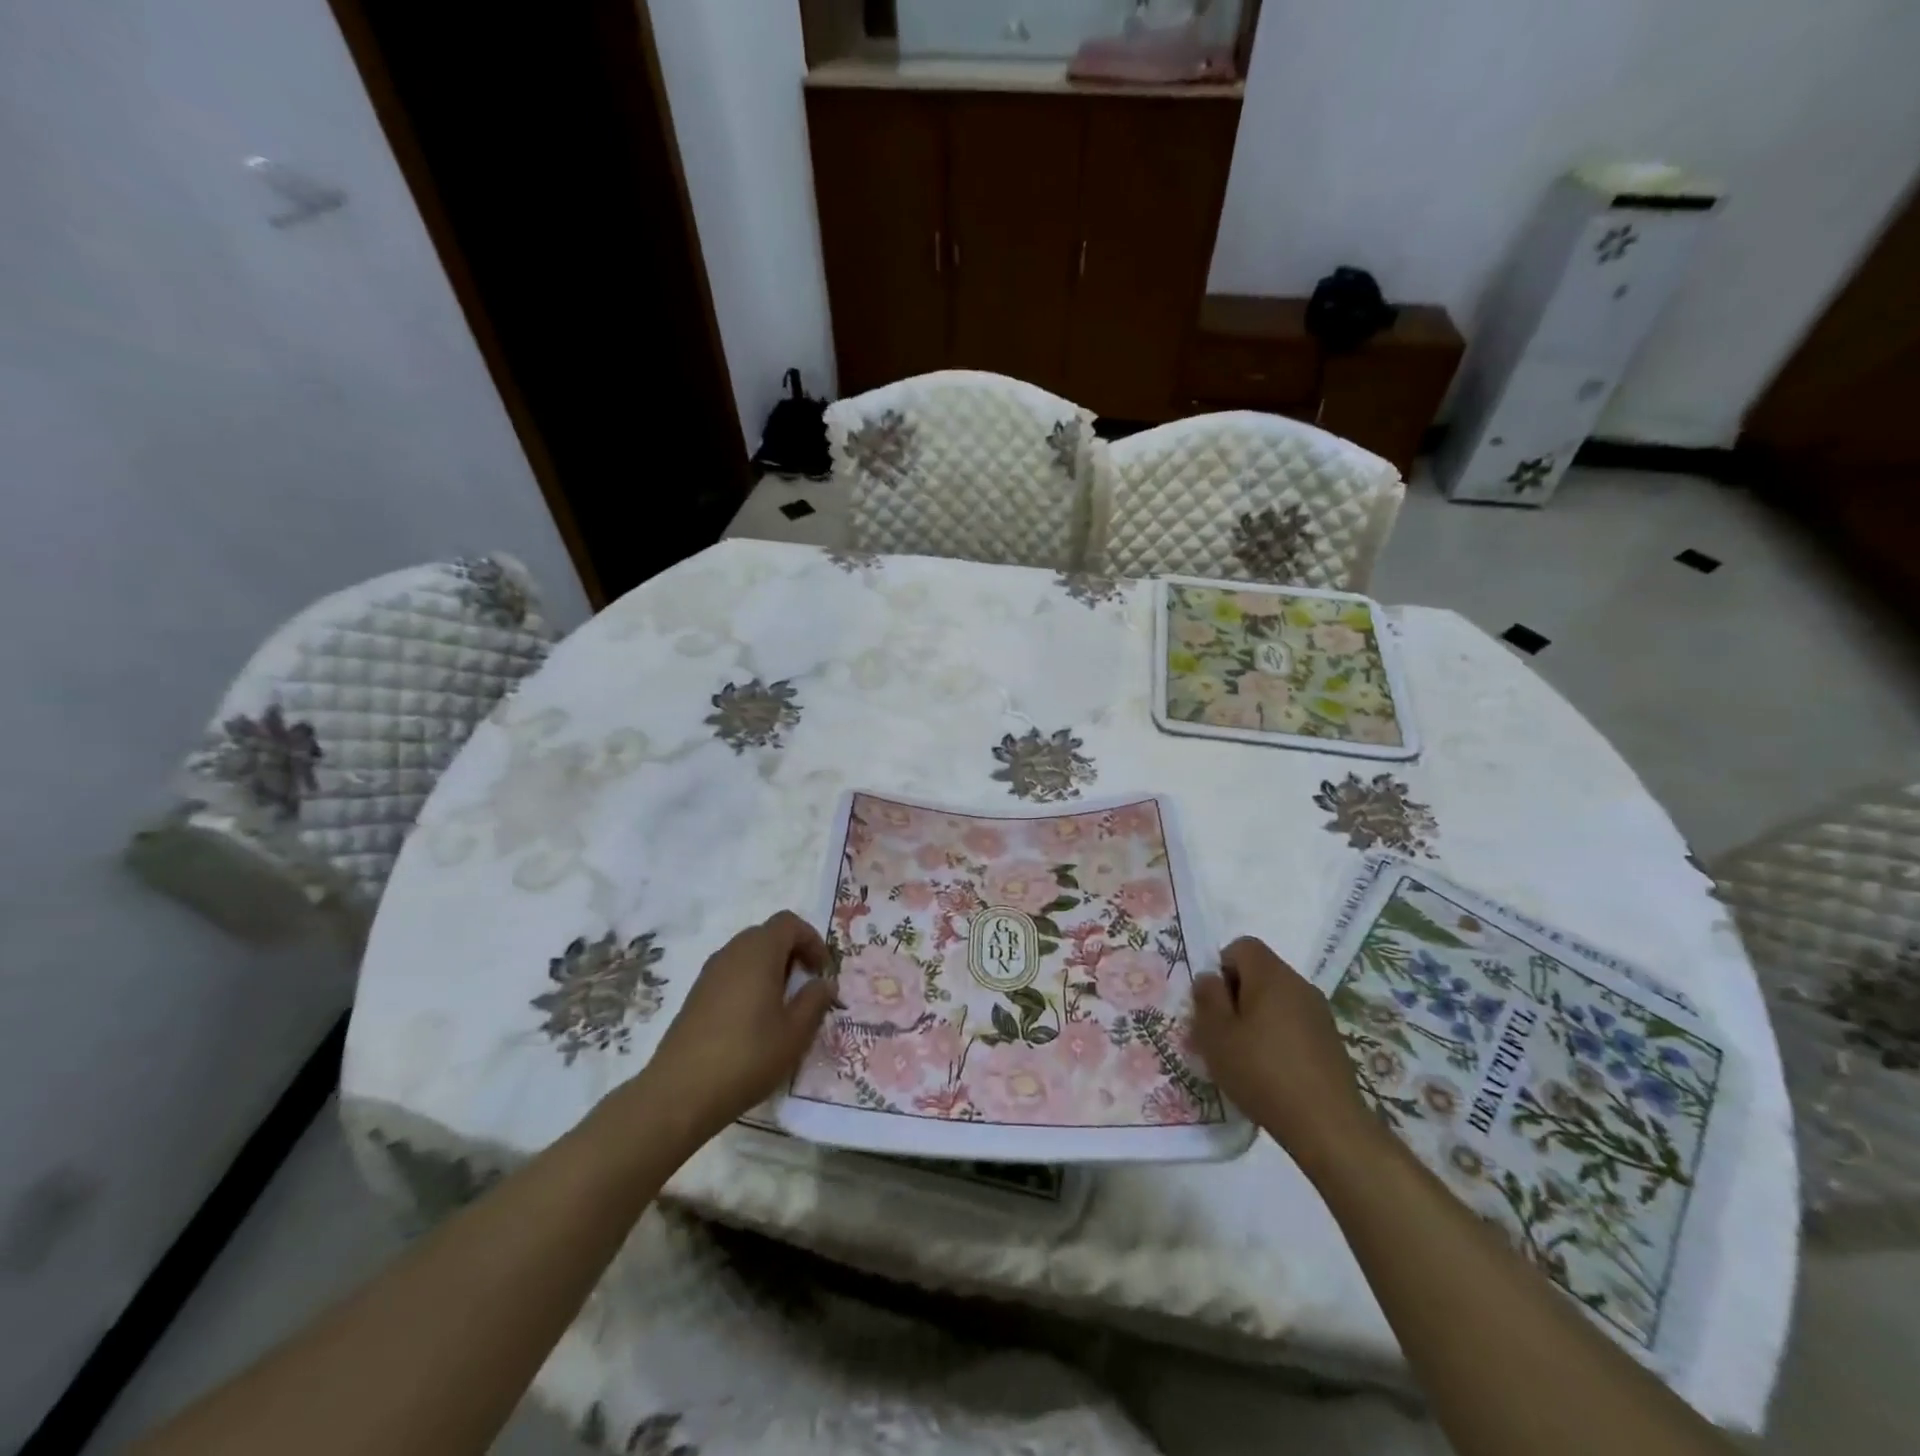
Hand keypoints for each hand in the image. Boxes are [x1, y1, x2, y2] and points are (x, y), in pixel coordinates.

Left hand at [639, 911, 836, 1144]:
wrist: (680, 1092)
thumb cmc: (748, 1056)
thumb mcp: (795, 1033)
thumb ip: (815, 1001)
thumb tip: (824, 983)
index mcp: (759, 952)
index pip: (789, 923)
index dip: (812, 940)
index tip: (822, 971)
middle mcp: (732, 953)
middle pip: (767, 934)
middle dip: (791, 952)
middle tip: (806, 984)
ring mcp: (709, 973)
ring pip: (747, 954)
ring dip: (770, 968)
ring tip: (782, 1004)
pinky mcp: (695, 995)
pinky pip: (730, 973)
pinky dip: (749, 982)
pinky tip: (753, 1019)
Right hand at [1192, 936, 1377, 1175]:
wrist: (1328, 1125)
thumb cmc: (1262, 1071)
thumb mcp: (1216, 1034)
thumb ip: (1207, 998)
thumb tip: (1209, 978)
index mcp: (1272, 975)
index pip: (1242, 946)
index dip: (1222, 967)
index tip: (1215, 1004)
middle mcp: (1300, 985)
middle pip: (1260, 972)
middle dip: (1237, 995)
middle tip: (1223, 1032)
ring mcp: (1319, 1013)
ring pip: (1277, 999)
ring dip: (1257, 1018)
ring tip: (1244, 1055)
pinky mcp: (1331, 1041)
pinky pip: (1294, 1023)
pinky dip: (1278, 1036)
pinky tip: (1271, 1071)